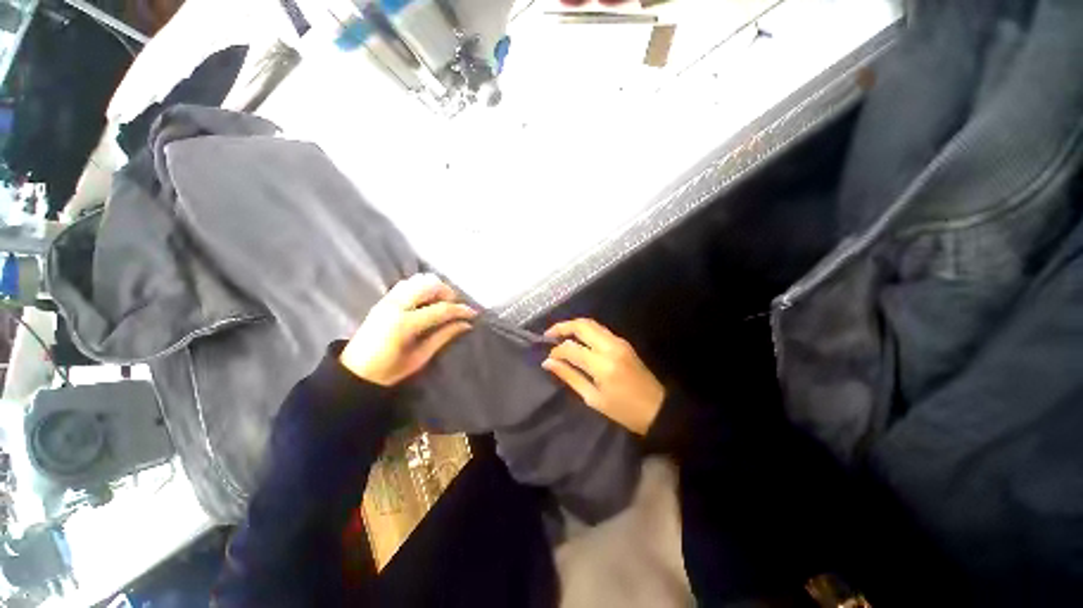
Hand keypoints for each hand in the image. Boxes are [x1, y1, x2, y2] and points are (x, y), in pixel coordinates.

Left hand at [340, 273, 476, 385]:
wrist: (354, 372)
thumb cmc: (388, 371)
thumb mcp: (420, 358)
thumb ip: (443, 337)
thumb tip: (466, 324)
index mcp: (405, 324)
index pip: (441, 309)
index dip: (460, 310)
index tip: (474, 313)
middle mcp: (396, 306)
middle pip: (430, 285)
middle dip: (448, 293)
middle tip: (456, 308)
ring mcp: (387, 300)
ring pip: (418, 280)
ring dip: (435, 288)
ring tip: (442, 303)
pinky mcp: (383, 300)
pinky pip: (407, 284)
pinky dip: (422, 287)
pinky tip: (426, 301)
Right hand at [542, 319, 664, 435]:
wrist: (658, 408)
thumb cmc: (624, 410)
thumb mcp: (593, 398)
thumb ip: (570, 376)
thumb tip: (548, 363)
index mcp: (602, 364)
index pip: (571, 348)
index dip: (556, 351)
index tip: (548, 358)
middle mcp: (610, 346)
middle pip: (582, 325)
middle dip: (562, 326)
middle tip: (548, 334)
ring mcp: (619, 341)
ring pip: (591, 323)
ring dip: (574, 326)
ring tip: (559, 335)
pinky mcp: (623, 342)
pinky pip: (600, 329)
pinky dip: (585, 330)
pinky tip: (577, 339)